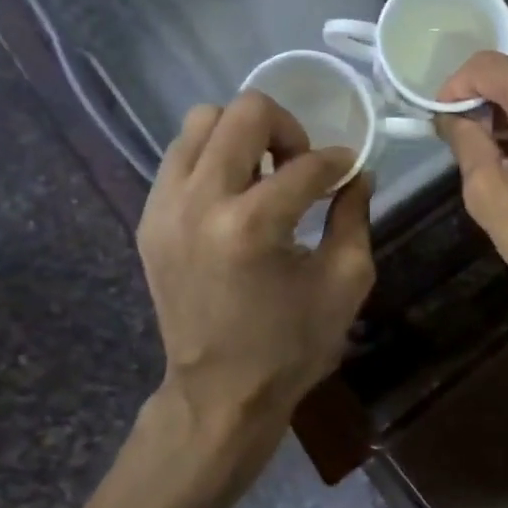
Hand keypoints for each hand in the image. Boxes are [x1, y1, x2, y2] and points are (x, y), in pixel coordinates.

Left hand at [138, 92, 373, 446]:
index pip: (306, 164)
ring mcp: (164, 208)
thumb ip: (355, 217)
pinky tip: (235, 194)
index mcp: (253, 225)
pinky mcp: (149, 220)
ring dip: (242, 137)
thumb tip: (358, 174)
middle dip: (286, 129)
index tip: (348, 171)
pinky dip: (212, 160)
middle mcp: (200, 202)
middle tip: (301, 165)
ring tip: (264, 175)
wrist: (220, 393)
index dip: (338, 162)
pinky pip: (179, 158)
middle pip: (243, 113)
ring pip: (200, 123)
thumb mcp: (344, 283)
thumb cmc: (291, 346)